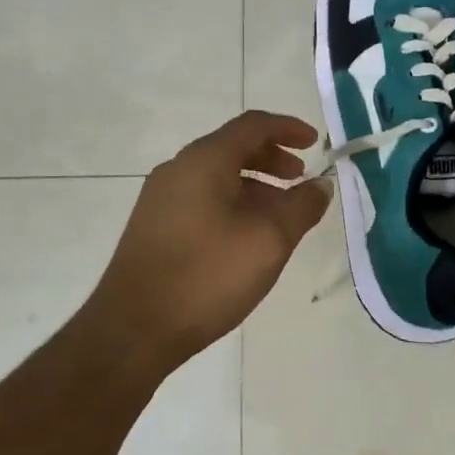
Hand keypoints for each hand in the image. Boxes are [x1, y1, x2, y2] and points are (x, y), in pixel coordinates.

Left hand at [82, 110, 332, 372]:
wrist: (134, 329)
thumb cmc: (207, 275)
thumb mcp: (269, 240)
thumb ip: (301, 206)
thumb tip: (321, 184)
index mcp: (204, 161)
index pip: (252, 125)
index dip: (288, 128)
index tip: (315, 143)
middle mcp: (178, 169)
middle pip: (232, 147)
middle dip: (272, 158)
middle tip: (300, 179)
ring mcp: (161, 199)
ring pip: (217, 176)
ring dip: (254, 185)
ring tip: (280, 214)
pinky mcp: (154, 226)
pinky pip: (202, 198)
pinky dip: (232, 203)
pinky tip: (247, 237)